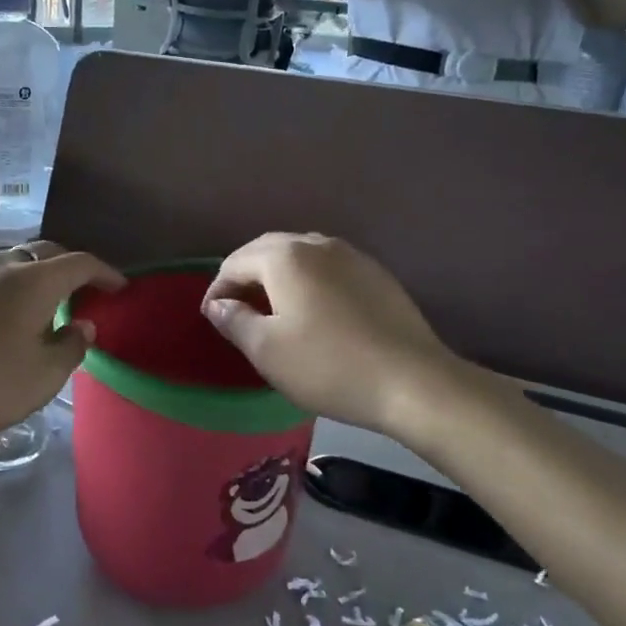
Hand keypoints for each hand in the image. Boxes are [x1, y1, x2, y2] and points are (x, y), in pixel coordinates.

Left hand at [0, 242, 124, 442]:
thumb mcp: (43, 376)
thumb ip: (72, 346)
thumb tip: (82, 325)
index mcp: (35, 280)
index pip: (81, 263)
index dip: (105, 273)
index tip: (120, 287)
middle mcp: (4, 265)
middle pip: (47, 252)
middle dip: (71, 267)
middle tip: (84, 291)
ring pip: (16, 260)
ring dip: (39, 274)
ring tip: (46, 302)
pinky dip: (12, 284)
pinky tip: (7, 313)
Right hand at [200, 233, 463, 436]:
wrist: (413, 381)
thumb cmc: (328, 366)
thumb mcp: (268, 350)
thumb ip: (235, 321)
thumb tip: (218, 305)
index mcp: (285, 257)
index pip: (236, 262)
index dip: (217, 288)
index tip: (212, 318)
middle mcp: (317, 244)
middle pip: (268, 250)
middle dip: (246, 275)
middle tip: (236, 308)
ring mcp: (352, 256)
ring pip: (301, 255)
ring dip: (278, 276)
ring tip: (272, 307)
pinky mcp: (376, 274)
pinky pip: (329, 267)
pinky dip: (309, 281)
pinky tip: (314, 310)